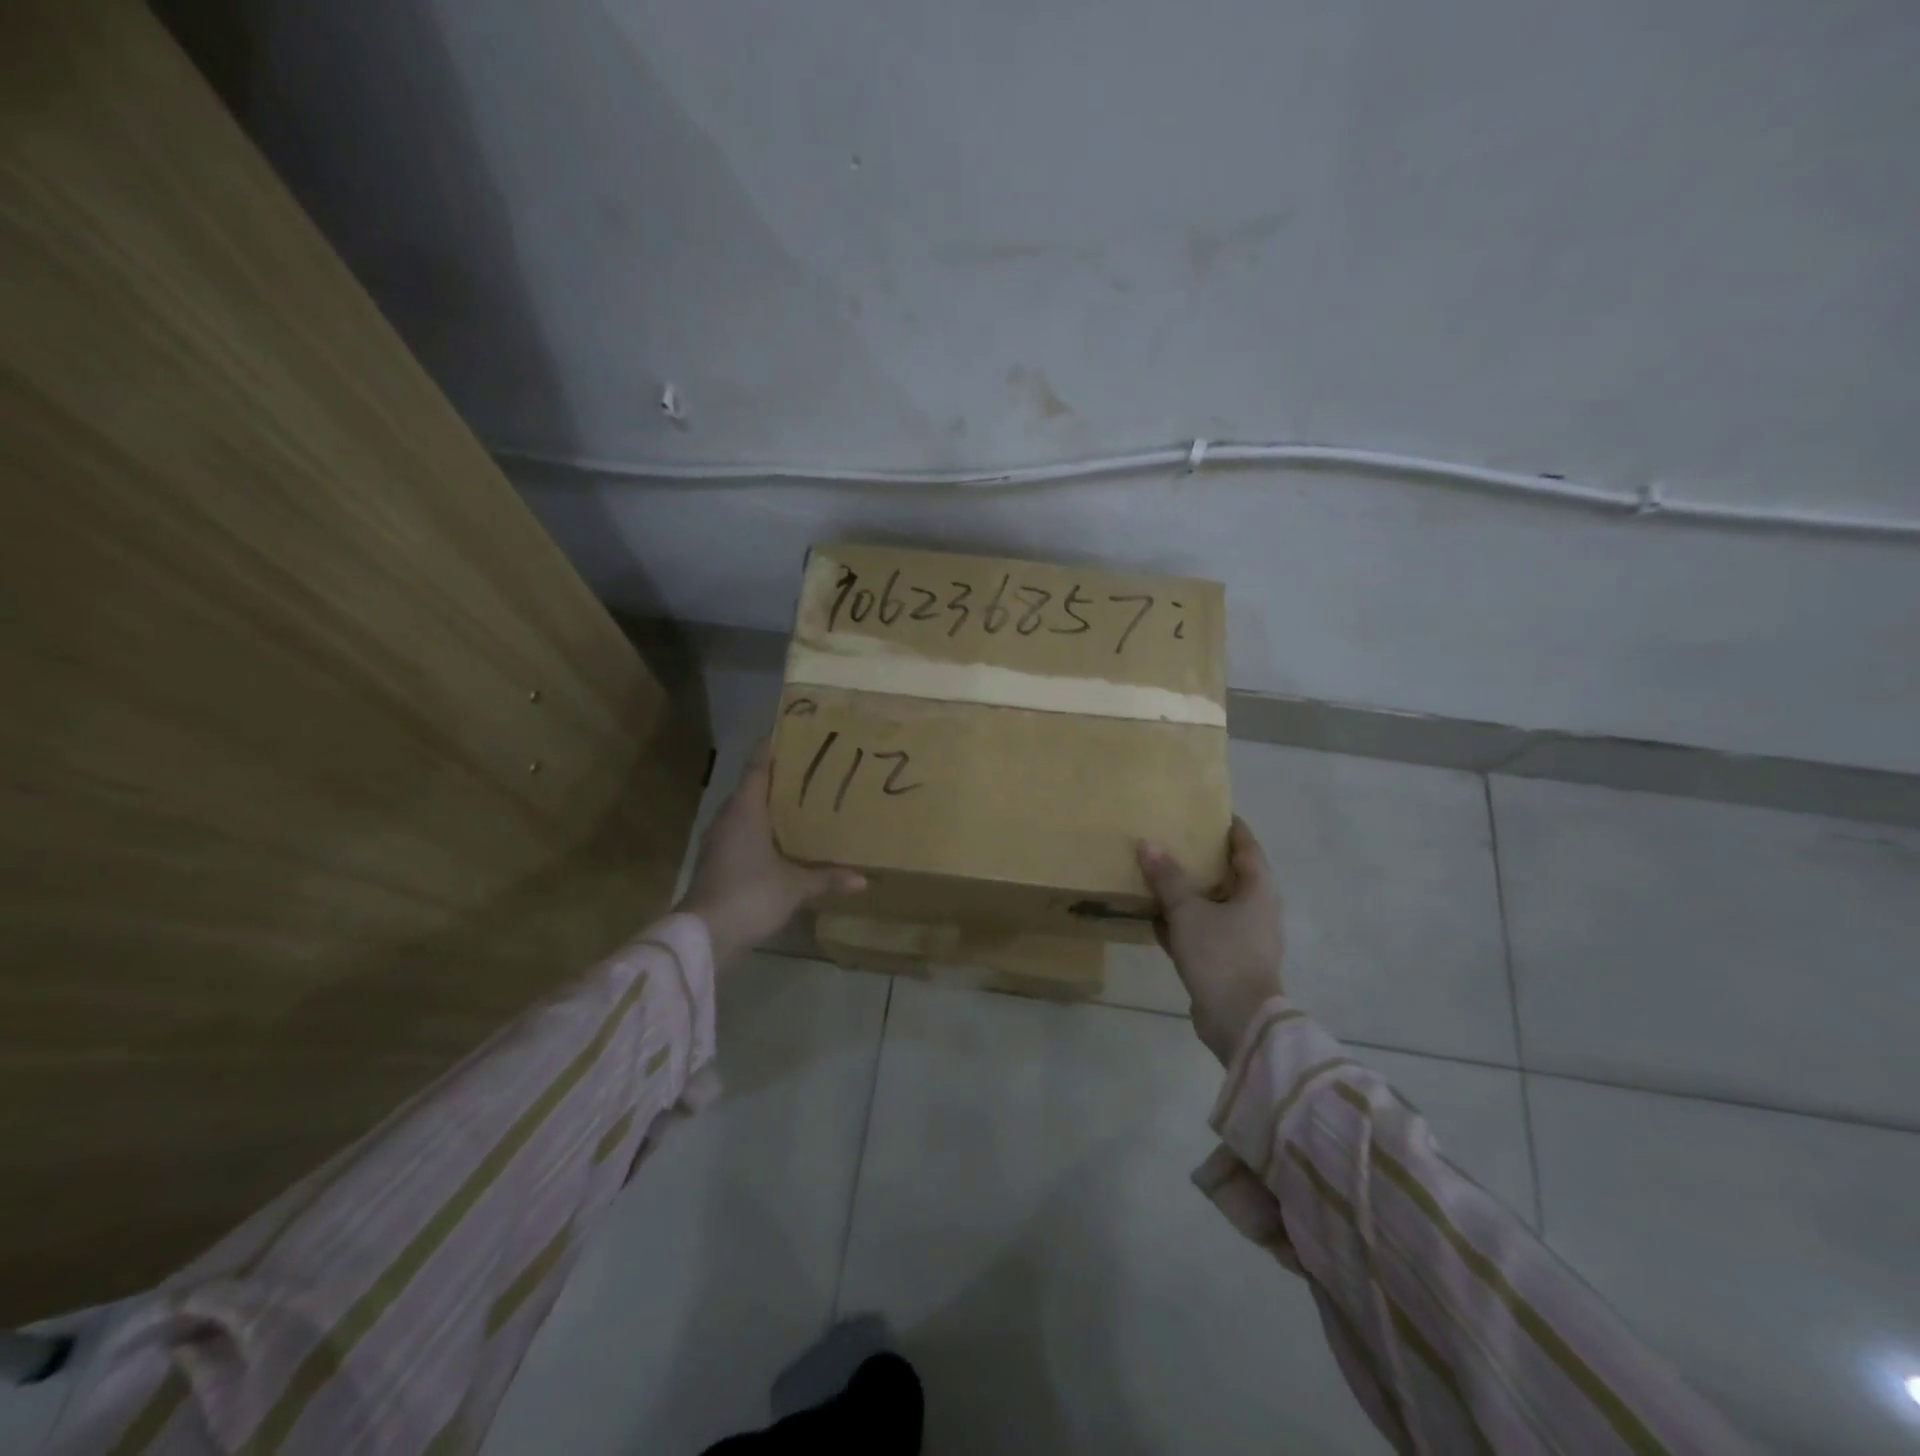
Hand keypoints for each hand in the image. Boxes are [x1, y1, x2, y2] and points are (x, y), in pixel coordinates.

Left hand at [678, 740, 865, 968]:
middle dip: (776, 778)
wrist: (705, 936)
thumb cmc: (750, 895)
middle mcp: (728, 817)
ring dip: (767, 805)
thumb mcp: (795, 886)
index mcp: (745, 810)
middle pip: (751, 787)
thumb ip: (827, 878)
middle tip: (808, 770)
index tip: (789, 733)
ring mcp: (718, 840)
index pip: (757, 767)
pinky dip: (759, 829)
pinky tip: (780, 840)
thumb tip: (864, 880)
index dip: (770, 748)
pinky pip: (741, 832)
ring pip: (744, 811)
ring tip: (799, 802)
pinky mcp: (716, 861)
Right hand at [1138, 817, 1284, 1064]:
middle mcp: (1257, 909)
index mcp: (1258, 889)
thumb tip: (1147, 844)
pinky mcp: (1228, 960)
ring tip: (1159, 873)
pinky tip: (1156, 917)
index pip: (1246, 845)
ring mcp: (1244, 937)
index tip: (1207, 811)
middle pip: (1230, 874)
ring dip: (1190, 892)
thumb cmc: (1221, 955)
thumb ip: (1167, 878)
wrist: (1239, 1021)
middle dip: (1203, 858)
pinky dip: (1184, 922)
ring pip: (1214, 904)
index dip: (1229, 827)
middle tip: (1174, 839)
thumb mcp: (1188, 912)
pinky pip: (1203, 930)